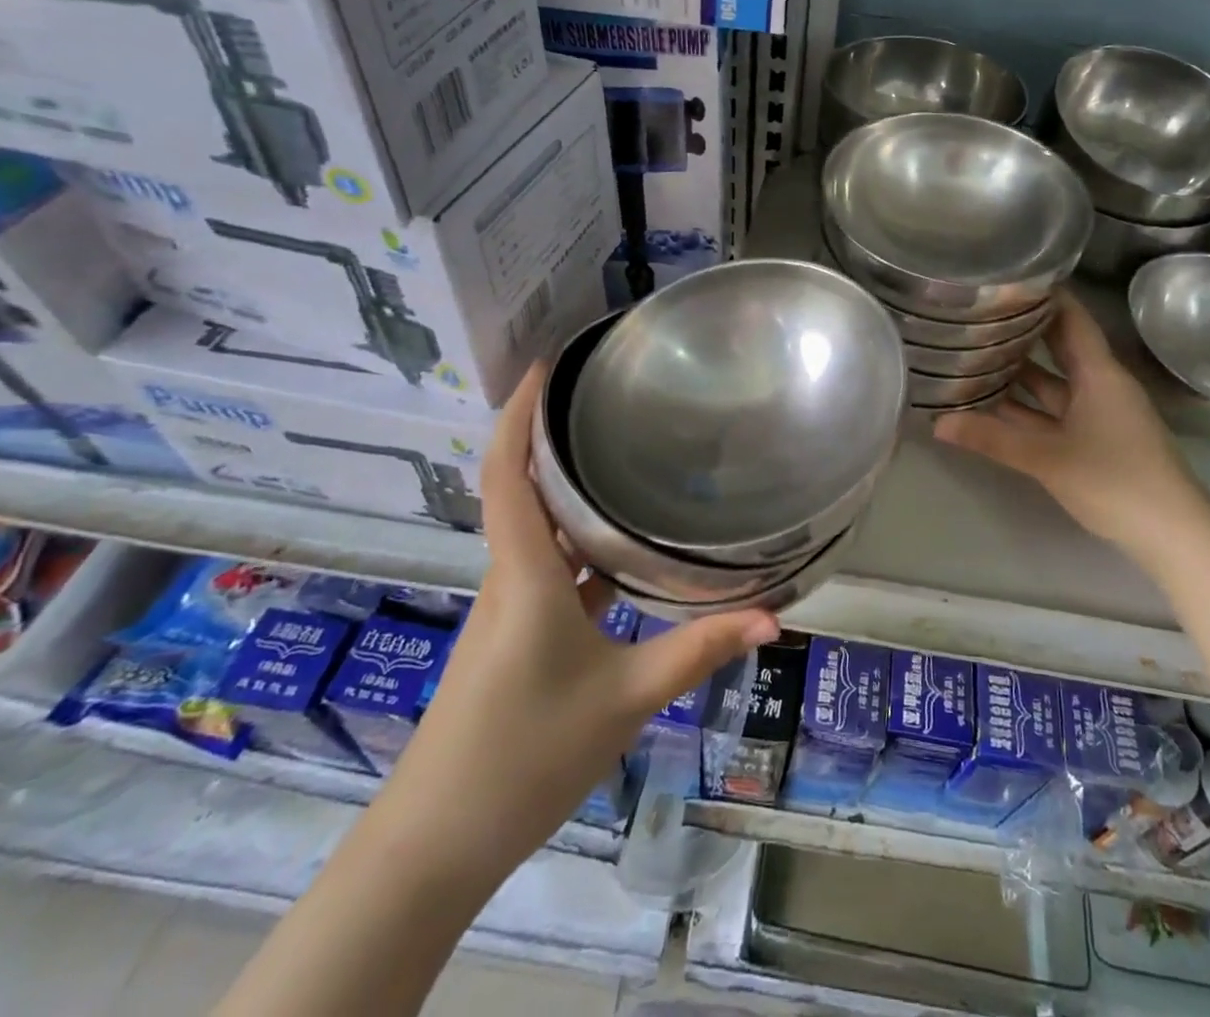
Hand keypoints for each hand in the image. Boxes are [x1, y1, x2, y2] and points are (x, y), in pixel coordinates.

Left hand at [379, 363, 778, 876]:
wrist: (436, 843)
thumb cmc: (527, 755)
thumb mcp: (628, 698)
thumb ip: (700, 650)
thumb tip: (773, 618)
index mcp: (525, 574)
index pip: (508, 473)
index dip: (517, 413)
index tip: (542, 366)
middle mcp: (510, 577)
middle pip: (520, 488)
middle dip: (551, 437)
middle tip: (603, 397)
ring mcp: (509, 607)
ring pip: (536, 529)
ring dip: (566, 490)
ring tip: (620, 455)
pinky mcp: (514, 635)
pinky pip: (547, 568)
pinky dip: (577, 544)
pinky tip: (619, 550)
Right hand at [932, 293, 1209, 567]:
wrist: (1174, 536)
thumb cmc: (1115, 481)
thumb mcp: (1047, 457)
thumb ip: (992, 438)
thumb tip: (938, 423)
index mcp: (1099, 374)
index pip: (1071, 318)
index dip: (1044, 296)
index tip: (1007, 278)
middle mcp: (1100, 386)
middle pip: (1059, 348)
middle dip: (1022, 333)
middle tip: (979, 314)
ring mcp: (1100, 415)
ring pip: (1054, 385)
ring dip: (1020, 375)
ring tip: (975, 356)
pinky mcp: (1097, 441)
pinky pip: (1056, 413)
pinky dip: (1028, 409)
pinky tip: (994, 407)